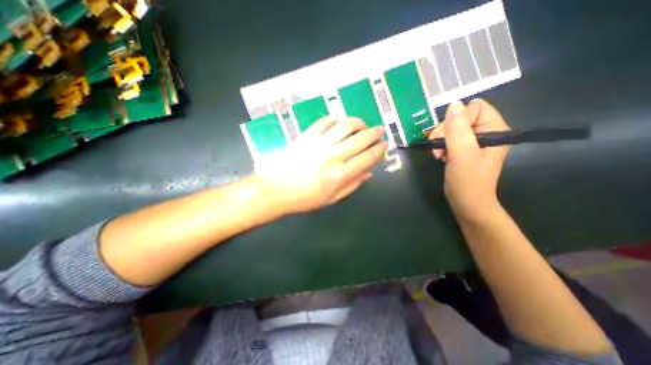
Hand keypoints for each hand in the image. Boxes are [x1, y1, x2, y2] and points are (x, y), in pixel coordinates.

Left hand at [255, 116, 384, 213]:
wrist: (277, 189)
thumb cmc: (305, 198)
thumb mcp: (332, 199)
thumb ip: (352, 185)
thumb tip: (369, 173)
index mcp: (340, 175)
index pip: (367, 158)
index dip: (379, 150)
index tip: (384, 146)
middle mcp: (333, 156)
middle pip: (360, 139)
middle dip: (374, 133)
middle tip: (379, 131)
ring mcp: (319, 143)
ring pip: (345, 125)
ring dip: (358, 123)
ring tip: (362, 125)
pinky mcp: (307, 136)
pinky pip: (325, 121)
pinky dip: (336, 119)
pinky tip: (339, 122)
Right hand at [431, 98, 511, 221]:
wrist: (466, 202)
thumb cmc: (467, 180)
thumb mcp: (462, 153)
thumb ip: (457, 129)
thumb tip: (453, 104)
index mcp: (495, 129)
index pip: (474, 108)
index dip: (457, 120)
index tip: (448, 138)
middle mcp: (487, 132)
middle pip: (461, 117)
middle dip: (445, 132)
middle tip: (438, 148)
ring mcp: (475, 141)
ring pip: (452, 128)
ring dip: (441, 140)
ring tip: (438, 154)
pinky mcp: (465, 149)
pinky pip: (450, 138)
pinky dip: (442, 145)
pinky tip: (440, 156)